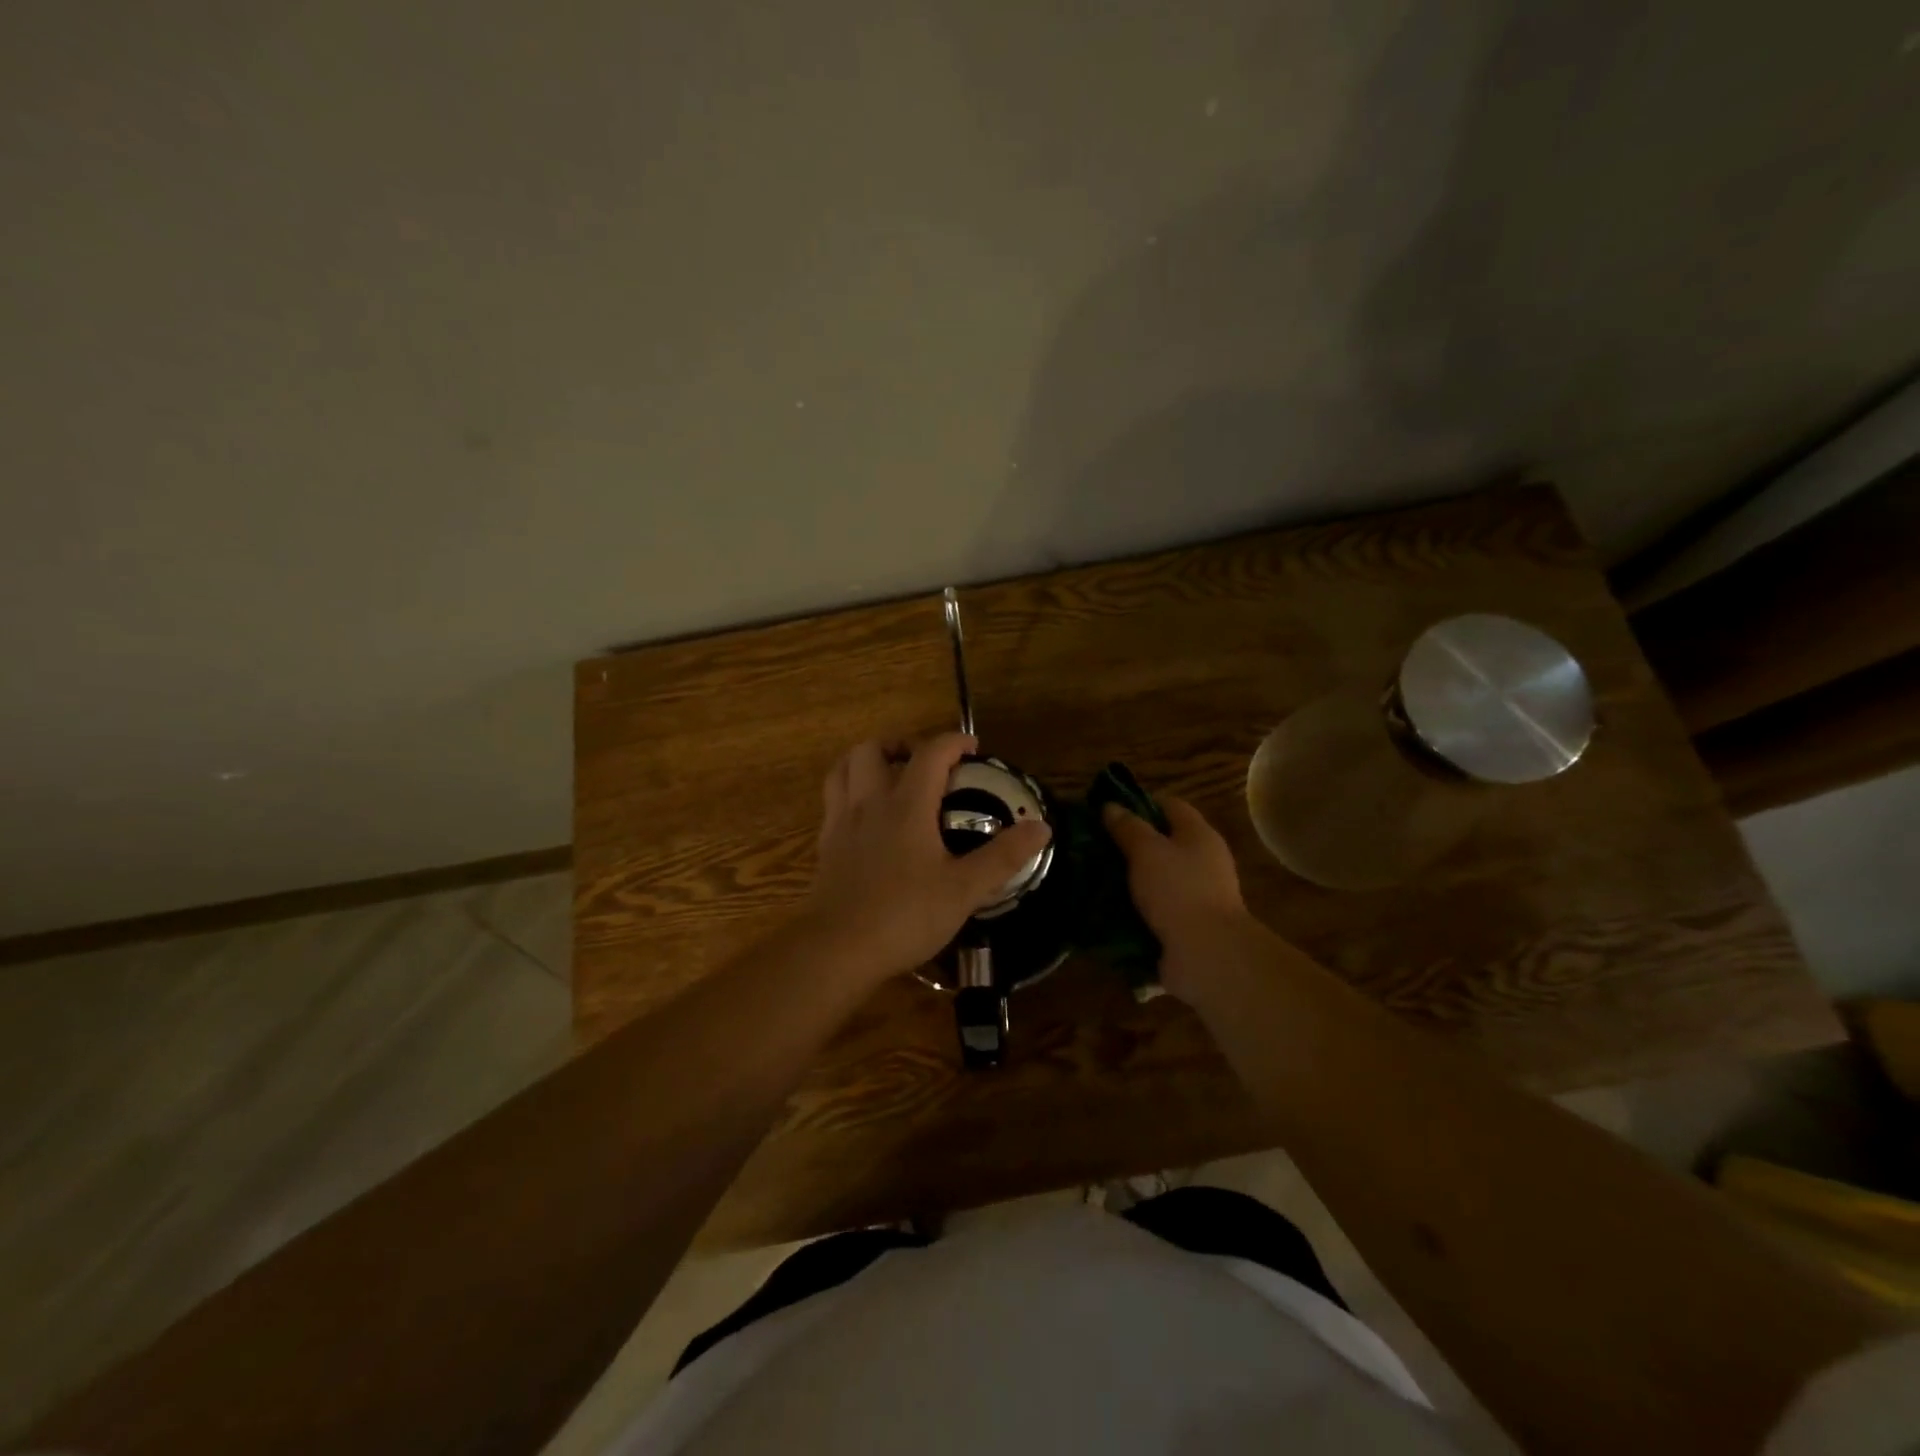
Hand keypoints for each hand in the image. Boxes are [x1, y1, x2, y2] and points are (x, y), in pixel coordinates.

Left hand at [801, 734, 1051, 982]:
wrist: (837, 949)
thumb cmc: (904, 916)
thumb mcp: (964, 890)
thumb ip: (1003, 856)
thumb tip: (1042, 827)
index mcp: (906, 805)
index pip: (930, 754)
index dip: (953, 742)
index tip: (973, 748)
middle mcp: (869, 802)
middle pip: (873, 749)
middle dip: (900, 744)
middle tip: (923, 762)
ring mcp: (841, 822)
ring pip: (843, 768)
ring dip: (866, 761)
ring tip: (888, 775)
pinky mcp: (824, 845)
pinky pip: (832, 799)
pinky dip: (849, 791)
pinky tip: (865, 815)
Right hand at [1102, 796, 1253, 1000]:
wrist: (1207, 954)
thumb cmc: (1178, 890)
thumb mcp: (1146, 851)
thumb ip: (1128, 827)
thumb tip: (1111, 806)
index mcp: (1199, 835)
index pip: (1170, 805)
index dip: (1140, 803)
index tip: (1108, 810)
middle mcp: (1204, 861)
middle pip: (1165, 842)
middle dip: (1131, 844)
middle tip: (1096, 846)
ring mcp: (1198, 895)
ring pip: (1158, 877)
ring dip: (1131, 879)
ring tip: (1095, 879)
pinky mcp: (1189, 925)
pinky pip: (1157, 909)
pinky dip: (1136, 909)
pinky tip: (1109, 911)